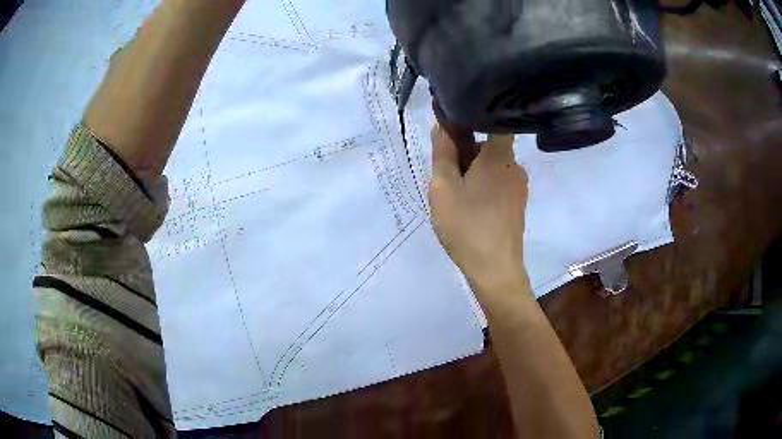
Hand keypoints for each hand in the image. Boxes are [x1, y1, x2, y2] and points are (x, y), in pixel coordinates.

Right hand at [428, 122, 528, 295]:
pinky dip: (484, 186)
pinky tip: (471, 207)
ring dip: (474, 171)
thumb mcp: (444, 188)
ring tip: (457, 195)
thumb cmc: (467, 225)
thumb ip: (443, 153)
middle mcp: (515, 166)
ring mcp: (519, 187)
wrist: (495, 269)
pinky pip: (499, 183)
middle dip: (467, 152)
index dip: (477, 118)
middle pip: (491, 145)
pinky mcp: (518, 204)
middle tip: (447, 174)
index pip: (497, 121)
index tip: (455, 128)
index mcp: (499, 156)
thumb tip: (441, 125)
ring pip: (493, 166)